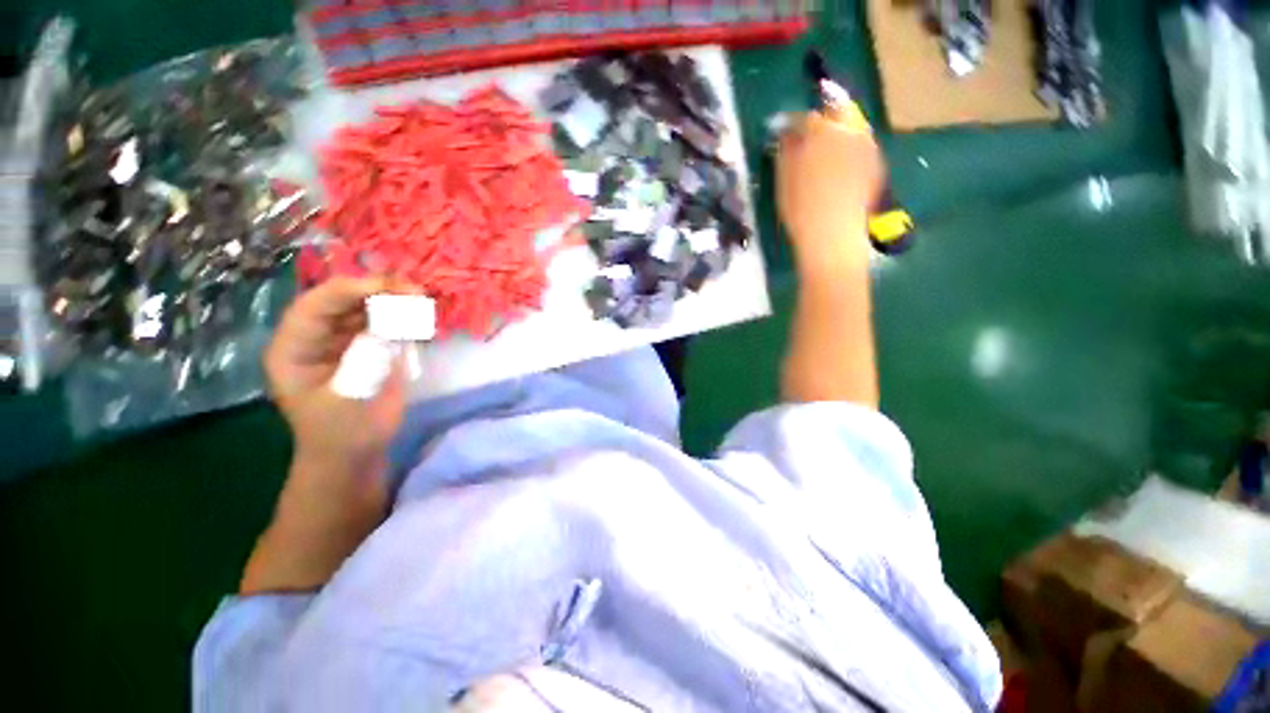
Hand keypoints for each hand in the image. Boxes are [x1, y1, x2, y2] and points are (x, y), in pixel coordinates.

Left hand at [265, 277, 403, 475]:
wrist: (356, 454)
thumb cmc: (342, 432)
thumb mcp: (348, 399)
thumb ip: (365, 360)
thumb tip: (390, 325)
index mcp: (293, 347)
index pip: (316, 306)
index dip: (350, 290)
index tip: (391, 287)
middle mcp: (316, 337)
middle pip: (343, 301)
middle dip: (378, 291)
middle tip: (415, 290)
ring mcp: (344, 340)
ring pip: (366, 308)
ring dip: (394, 301)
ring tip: (422, 298)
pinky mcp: (369, 347)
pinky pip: (385, 324)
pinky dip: (404, 316)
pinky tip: (421, 314)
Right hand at [776, 111, 883, 264]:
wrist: (832, 234)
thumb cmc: (802, 206)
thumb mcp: (784, 178)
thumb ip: (786, 149)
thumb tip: (787, 133)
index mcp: (823, 130)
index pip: (805, 117)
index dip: (792, 123)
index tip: (783, 130)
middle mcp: (850, 131)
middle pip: (838, 113)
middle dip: (823, 119)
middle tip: (809, 134)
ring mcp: (867, 148)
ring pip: (852, 130)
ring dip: (838, 134)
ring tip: (824, 151)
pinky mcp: (875, 166)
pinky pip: (860, 149)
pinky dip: (849, 152)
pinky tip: (839, 169)